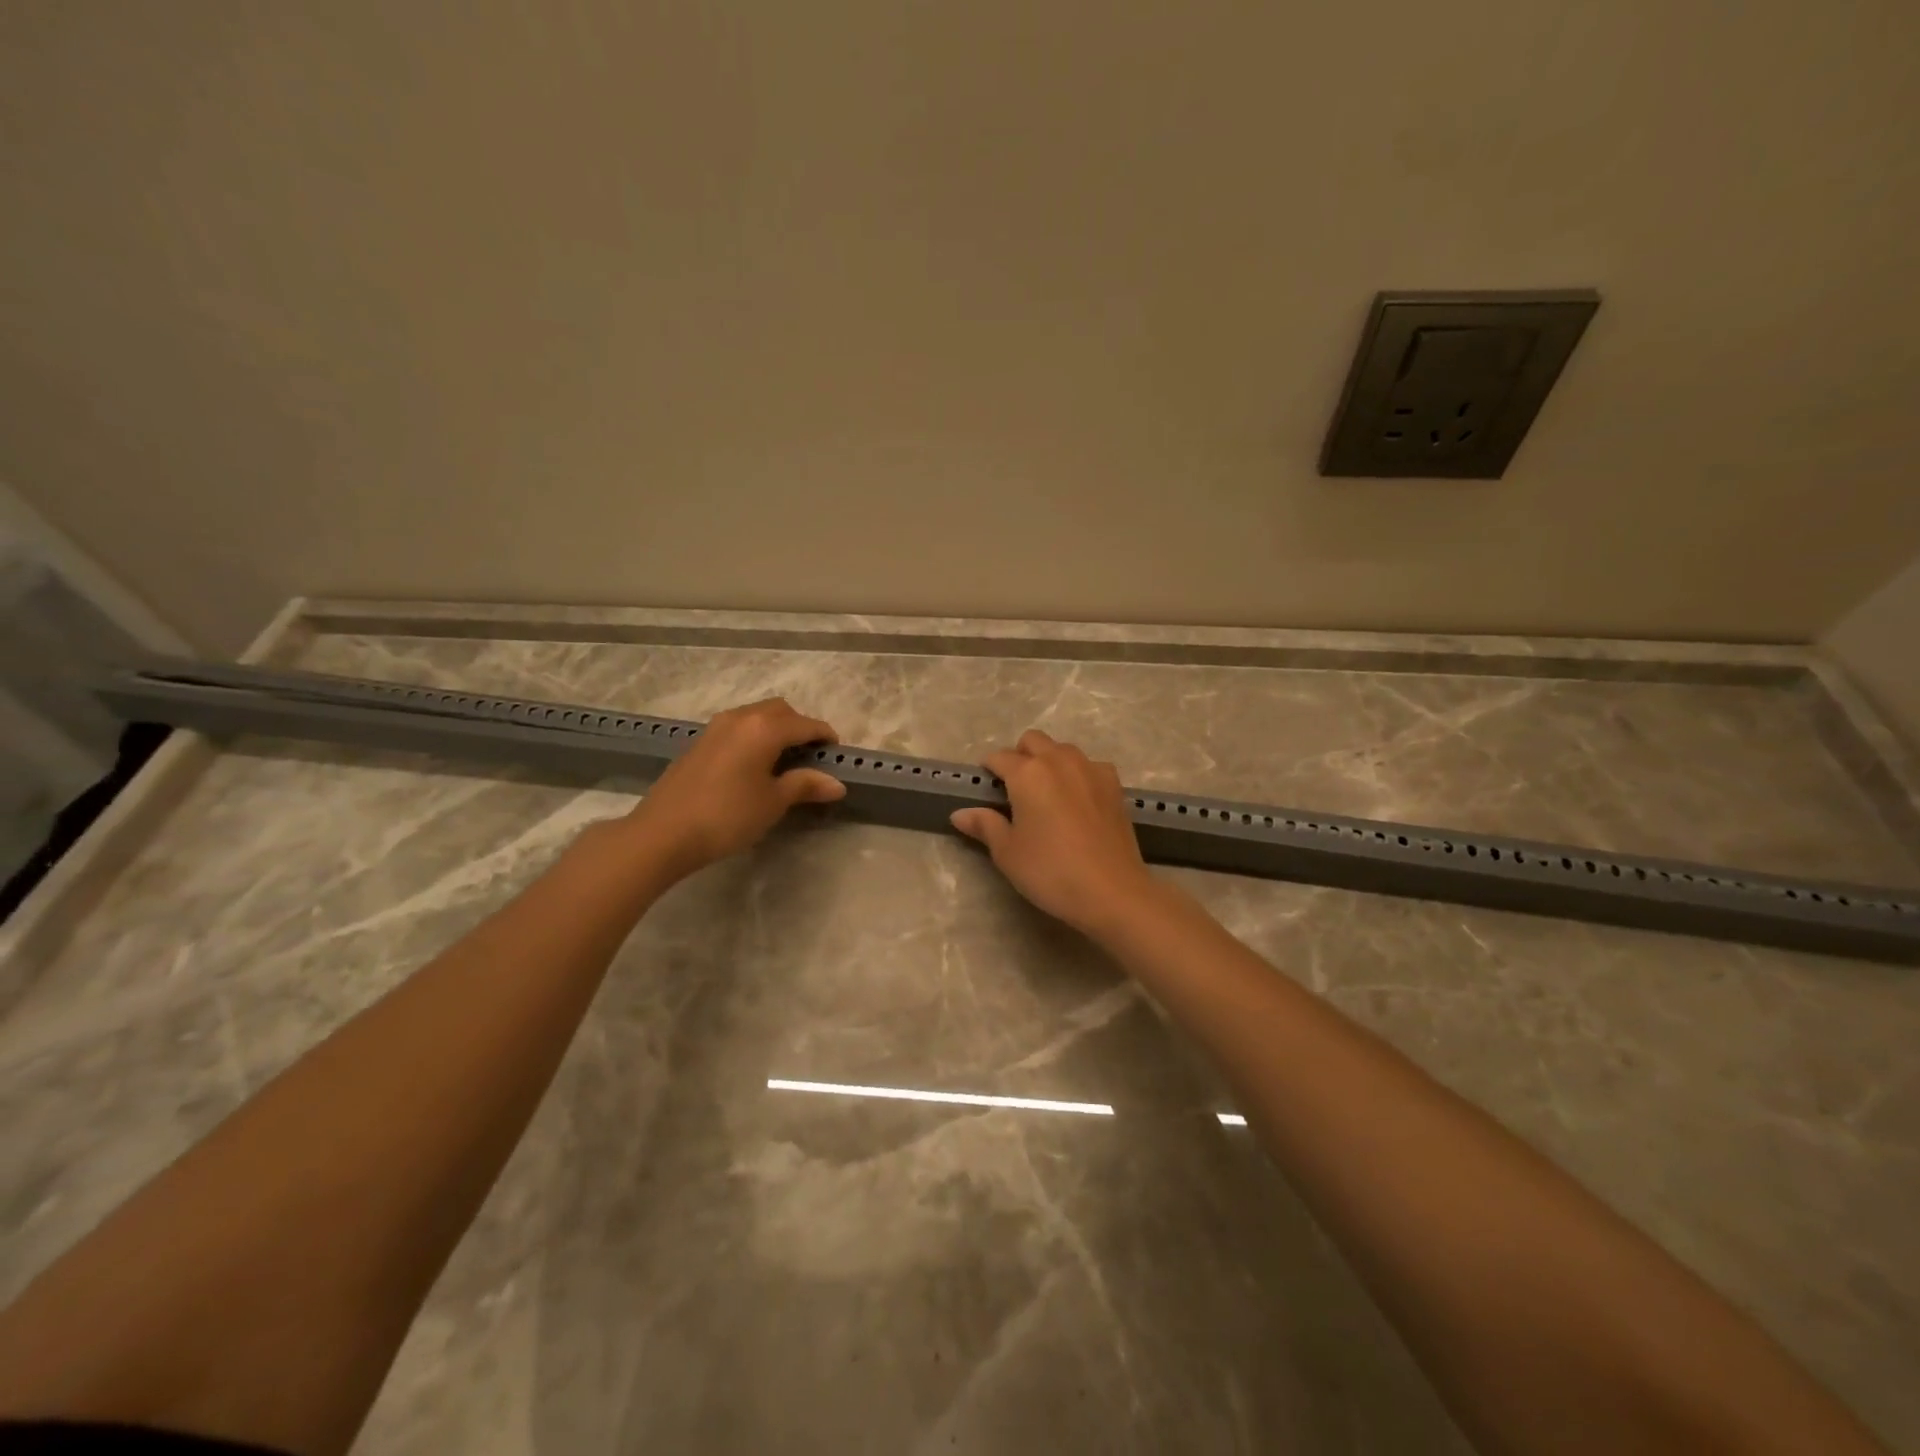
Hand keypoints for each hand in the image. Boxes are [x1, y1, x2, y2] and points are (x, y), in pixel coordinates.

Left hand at [623, 698, 844, 880]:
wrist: (663, 832)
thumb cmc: (727, 816)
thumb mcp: (773, 802)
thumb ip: (805, 785)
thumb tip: (837, 783)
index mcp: (765, 728)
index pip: (806, 724)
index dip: (825, 737)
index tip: (837, 755)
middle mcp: (741, 717)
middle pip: (781, 711)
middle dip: (801, 727)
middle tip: (811, 757)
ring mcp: (716, 727)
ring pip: (757, 716)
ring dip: (776, 730)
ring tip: (784, 761)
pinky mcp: (700, 742)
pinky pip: (738, 727)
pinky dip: (755, 737)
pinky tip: (754, 765)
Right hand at [950, 729, 1159, 936]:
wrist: (1112, 891)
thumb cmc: (1050, 871)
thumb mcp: (1008, 852)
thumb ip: (984, 825)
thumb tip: (960, 813)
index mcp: (1028, 773)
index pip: (999, 757)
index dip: (988, 770)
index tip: (986, 788)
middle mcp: (1059, 760)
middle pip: (1033, 741)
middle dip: (1020, 756)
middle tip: (1015, 789)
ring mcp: (1091, 769)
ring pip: (1063, 750)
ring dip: (1049, 761)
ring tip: (1047, 794)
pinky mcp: (1115, 785)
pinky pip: (1089, 766)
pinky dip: (1078, 774)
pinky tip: (1078, 802)